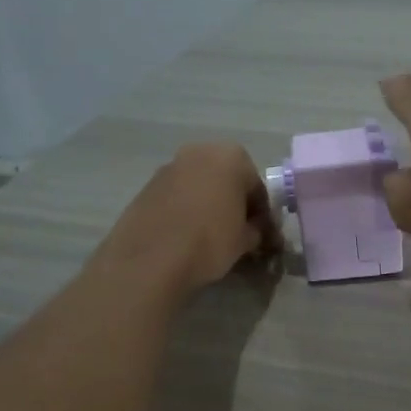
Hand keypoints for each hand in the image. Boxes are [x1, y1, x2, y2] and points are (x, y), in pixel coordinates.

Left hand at [95, 143, 281, 292]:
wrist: (151, 259)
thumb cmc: (210, 241)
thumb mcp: (245, 240)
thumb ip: (257, 230)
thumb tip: (257, 231)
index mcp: (231, 157)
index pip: (257, 187)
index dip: (262, 214)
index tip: (263, 236)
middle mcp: (199, 152)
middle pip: (226, 180)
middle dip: (234, 203)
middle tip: (239, 233)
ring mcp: (169, 167)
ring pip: (200, 186)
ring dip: (209, 205)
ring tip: (211, 236)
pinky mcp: (146, 186)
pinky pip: (177, 196)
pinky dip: (186, 210)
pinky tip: (187, 236)